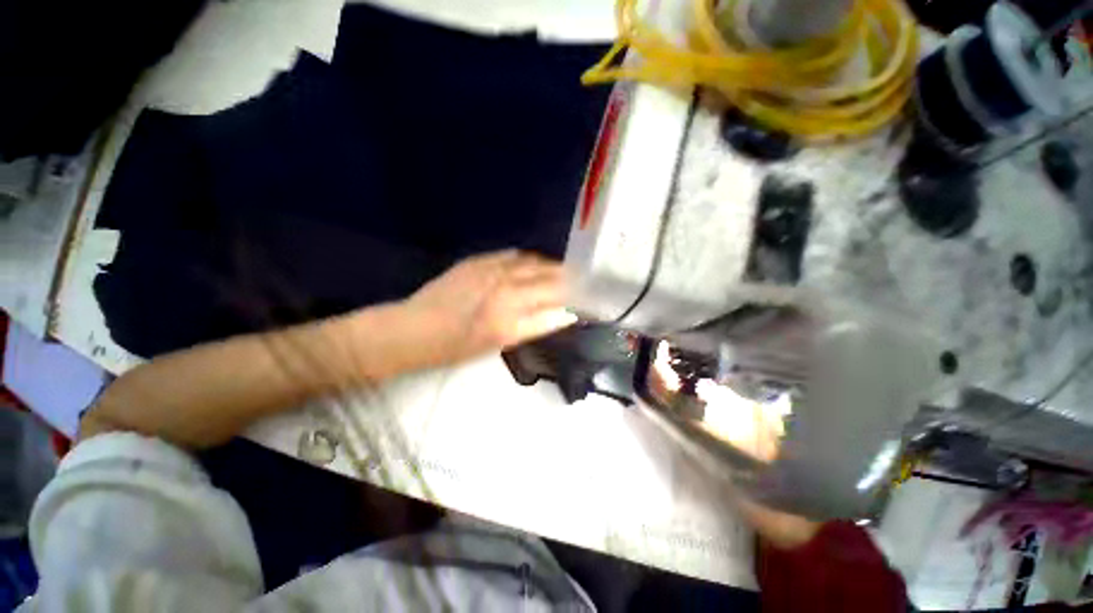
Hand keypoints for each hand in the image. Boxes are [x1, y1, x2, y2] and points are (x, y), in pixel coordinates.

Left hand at [400, 250, 577, 367]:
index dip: (576, 297)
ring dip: (550, 267)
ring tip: (559, 273)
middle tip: (579, 283)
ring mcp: (491, 269)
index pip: (557, 300)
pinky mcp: (478, 260)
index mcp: (511, 314)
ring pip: (533, 262)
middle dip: (569, 279)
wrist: (412, 329)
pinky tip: (531, 264)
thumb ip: (535, 325)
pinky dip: (528, 260)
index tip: (588, 298)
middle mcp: (505, 287)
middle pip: (549, 277)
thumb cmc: (455, 347)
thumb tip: (564, 313)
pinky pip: (512, 255)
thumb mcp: (499, 343)